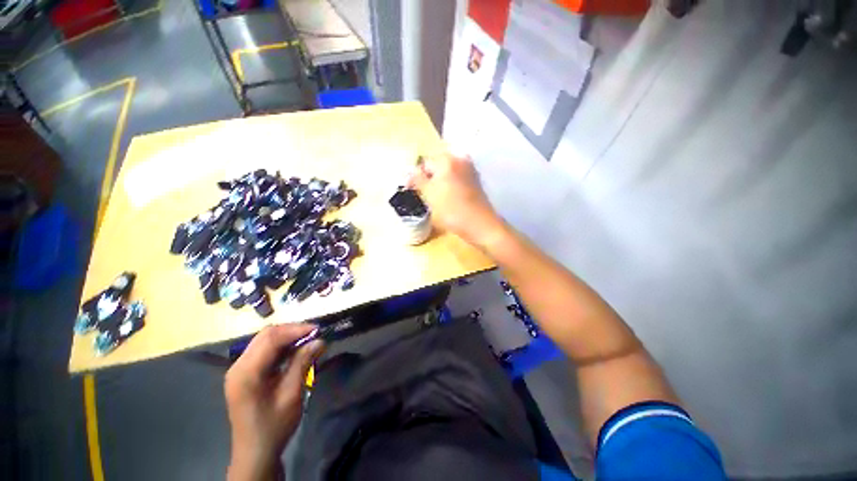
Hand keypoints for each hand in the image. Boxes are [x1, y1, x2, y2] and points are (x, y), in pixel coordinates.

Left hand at [225, 324, 323, 480]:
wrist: (255, 452)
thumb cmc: (274, 426)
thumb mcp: (291, 394)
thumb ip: (302, 363)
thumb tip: (319, 340)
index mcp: (246, 373)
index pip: (271, 338)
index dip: (296, 329)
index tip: (318, 330)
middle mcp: (238, 366)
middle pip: (266, 335)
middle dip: (292, 331)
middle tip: (315, 334)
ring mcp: (239, 369)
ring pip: (265, 340)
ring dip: (287, 337)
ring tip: (308, 341)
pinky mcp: (244, 374)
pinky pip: (263, 351)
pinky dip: (281, 347)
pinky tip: (295, 351)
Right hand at [409, 153, 502, 246]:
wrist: (479, 225)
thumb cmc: (451, 209)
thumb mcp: (429, 194)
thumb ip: (417, 180)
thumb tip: (409, 172)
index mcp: (447, 159)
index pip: (425, 163)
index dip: (416, 176)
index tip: (411, 190)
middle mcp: (460, 159)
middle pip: (437, 166)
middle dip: (428, 179)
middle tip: (423, 195)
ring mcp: (470, 170)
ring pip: (447, 173)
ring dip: (438, 183)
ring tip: (435, 199)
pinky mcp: (475, 181)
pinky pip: (456, 179)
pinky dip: (449, 186)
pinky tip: (448, 200)